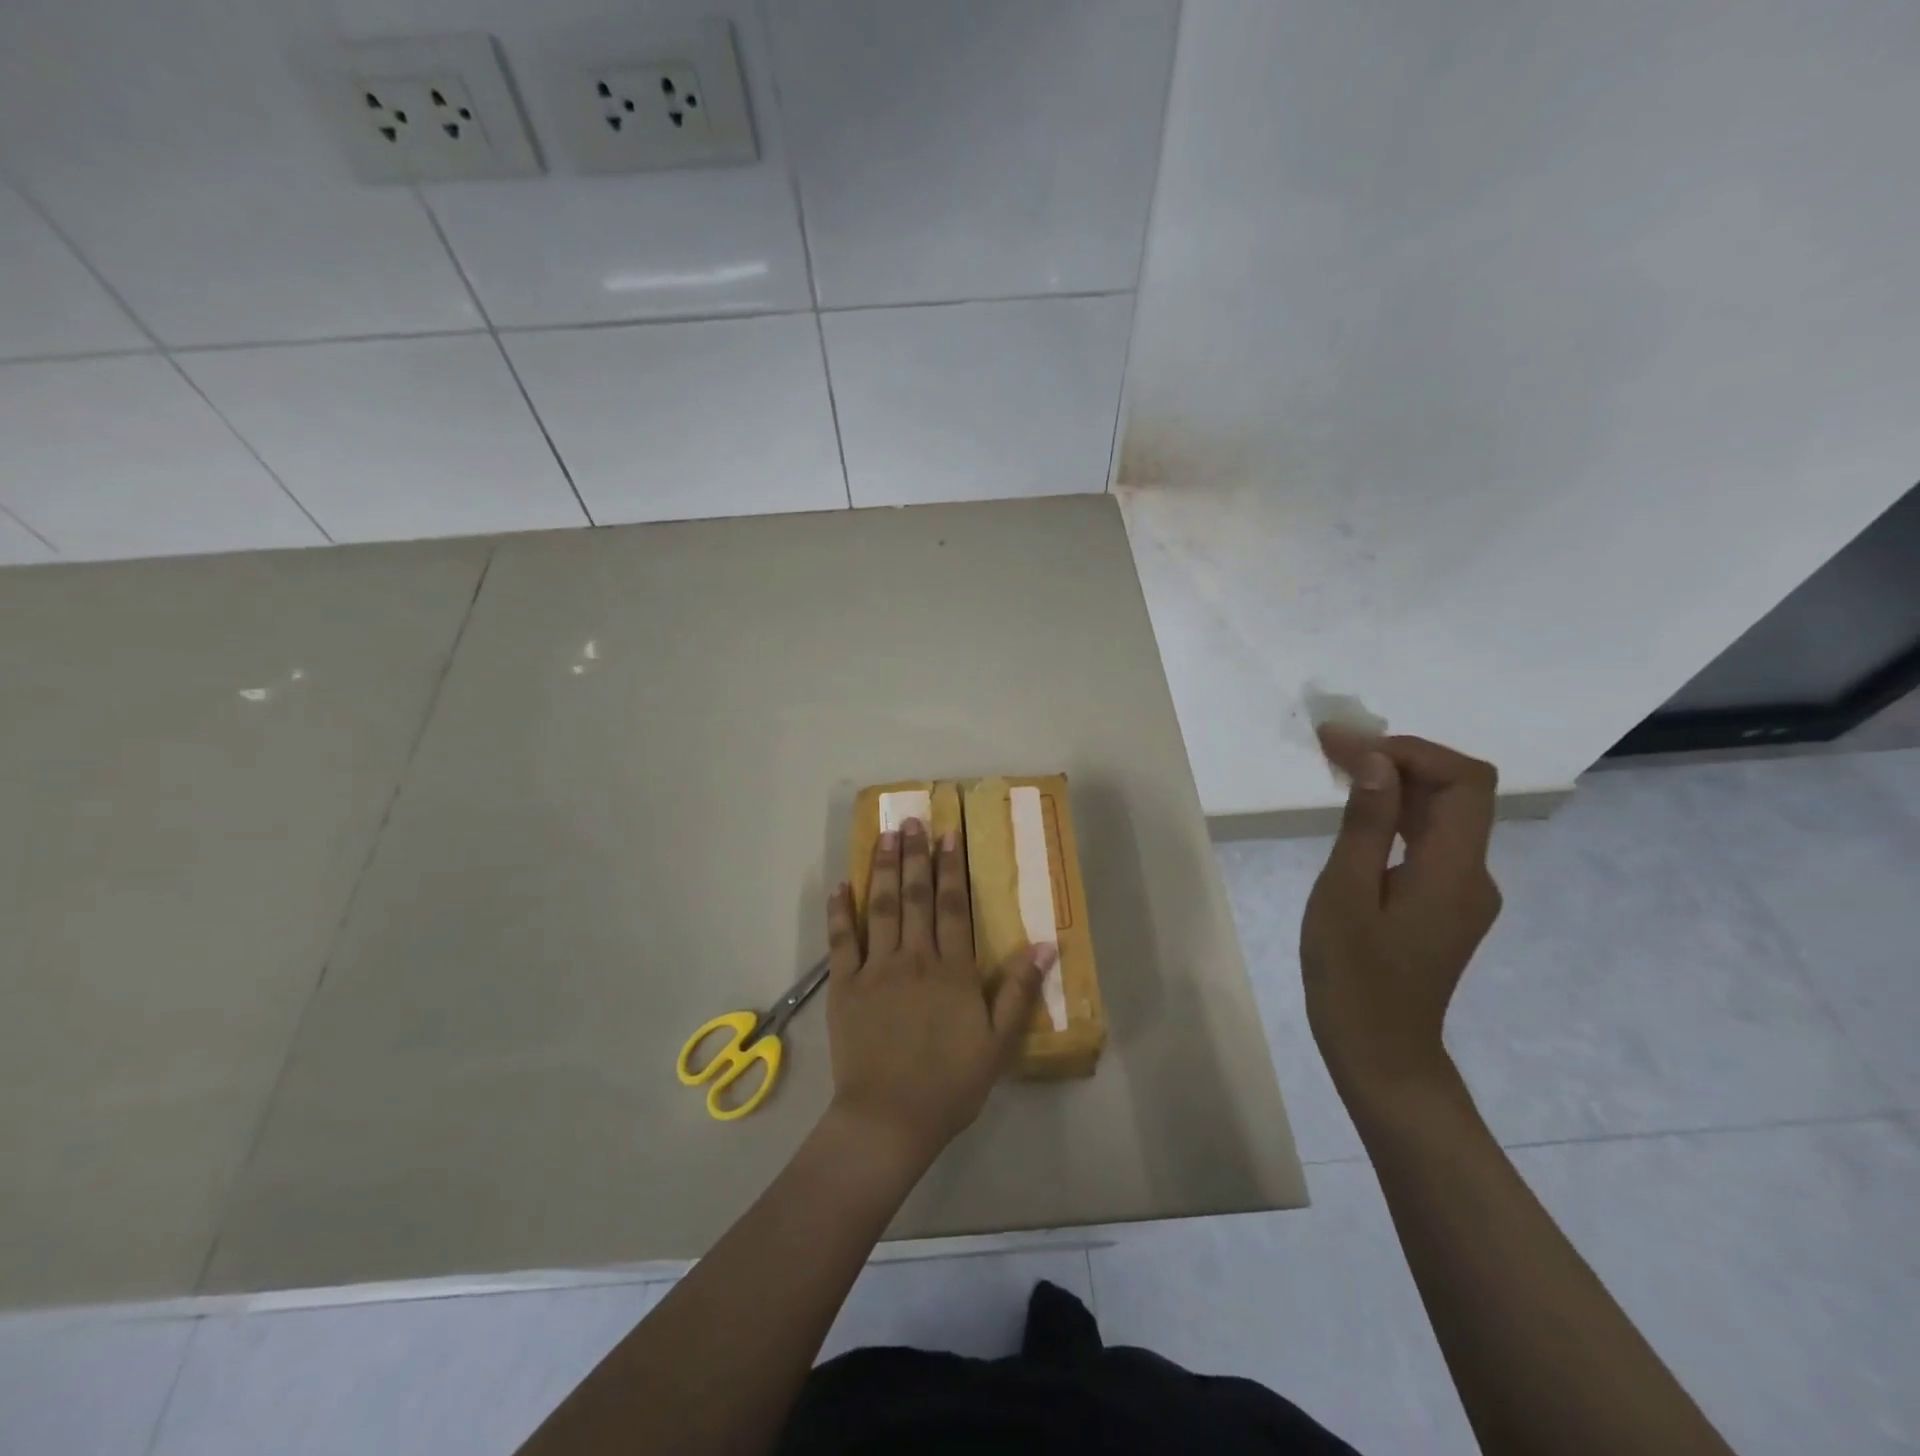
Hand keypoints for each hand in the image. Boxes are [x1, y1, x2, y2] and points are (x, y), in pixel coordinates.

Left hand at [823, 818, 1050, 1169]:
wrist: (889, 1119)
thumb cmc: (950, 1083)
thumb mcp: (998, 1043)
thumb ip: (1020, 991)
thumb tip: (1044, 944)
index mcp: (951, 970)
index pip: (953, 906)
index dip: (951, 867)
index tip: (948, 834)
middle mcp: (913, 958)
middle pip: (915, 896)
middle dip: (914, 855)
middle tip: (911, 820)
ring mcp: (875, 969)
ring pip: (879, 908)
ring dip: (882, 869)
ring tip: (884, 835)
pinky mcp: (844, 987)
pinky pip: (841, 941)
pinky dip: (840, 912)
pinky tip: (840, 885)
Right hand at [1302, 728, 1502, 1108]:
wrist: (1379, 1051)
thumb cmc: (1353, 977)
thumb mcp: (1344, 895)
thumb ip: (1367, 825)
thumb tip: (1378, 763)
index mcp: (1454, 871)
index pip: (1463, 782)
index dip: (1411, 750)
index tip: (1347, 745)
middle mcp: (1473, 873)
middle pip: (1456, 792)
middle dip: (1396, 757)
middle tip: (1330, 744)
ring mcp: (1461, 890)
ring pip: (1442, 813)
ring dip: (1394, 781)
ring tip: (1335, 763)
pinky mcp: (1443, 901)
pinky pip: (1428, 839)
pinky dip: (1395, 812)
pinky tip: (1357, 809)